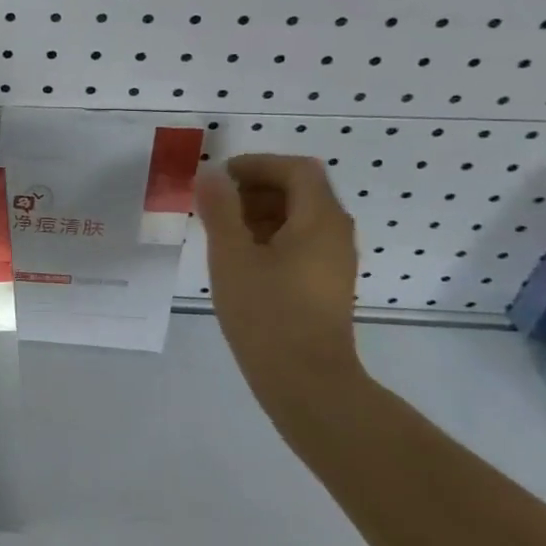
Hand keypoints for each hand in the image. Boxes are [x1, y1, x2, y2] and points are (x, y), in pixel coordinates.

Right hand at [195, 154, 365, 429]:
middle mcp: (335, 233)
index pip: (296, 169)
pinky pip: (300, 242)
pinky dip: (270, 236)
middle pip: (300, 190)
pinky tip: (239, 258)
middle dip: (255, 188)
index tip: (220, 178)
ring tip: (220, 230)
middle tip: (214, 203)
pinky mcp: (325, 283)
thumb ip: (220, 209)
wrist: (305, 381)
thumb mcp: (231, 255)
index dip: (257, 164)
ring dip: (259, 212)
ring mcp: (334, 260)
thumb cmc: (266, 312)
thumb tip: (210, 175)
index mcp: (319, 220)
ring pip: (299, 217)